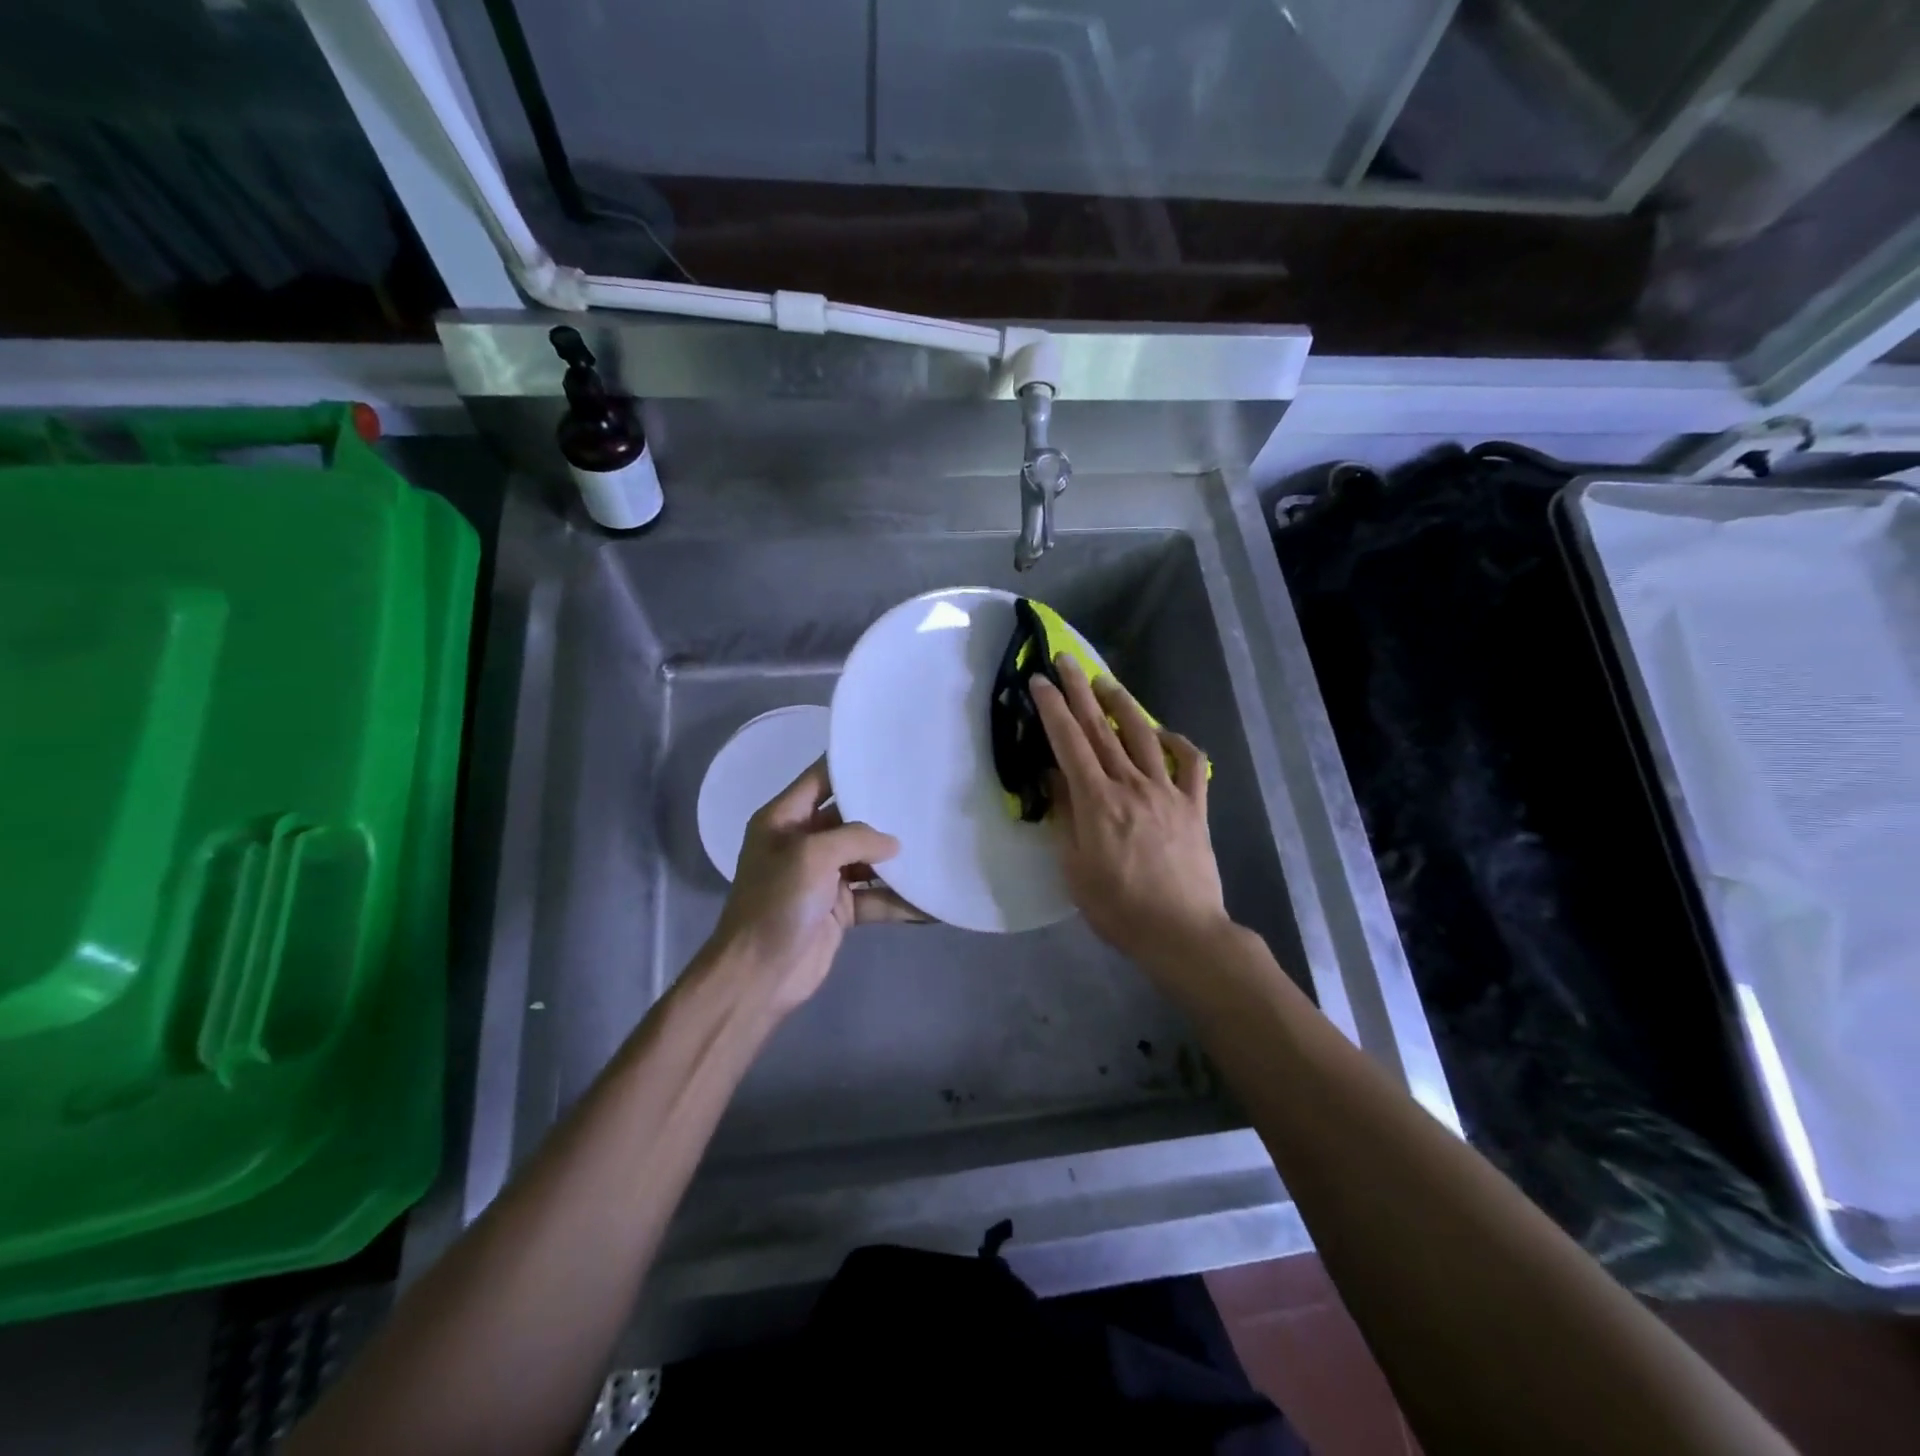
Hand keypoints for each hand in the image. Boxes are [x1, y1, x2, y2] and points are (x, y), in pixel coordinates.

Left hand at [705, 758, 920, 1014]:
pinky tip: (931, 901)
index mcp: (784, 820)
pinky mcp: (838, 910)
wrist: (758, 977)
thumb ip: (856, 838)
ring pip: (867, 860)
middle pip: (849, 819)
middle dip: (884, 814)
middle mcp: (803, 843)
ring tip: (937, 845)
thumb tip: (894, 844)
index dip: (850, 766)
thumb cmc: (776, 904)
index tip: (890, 754)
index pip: (819, 779)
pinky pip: (874, 897)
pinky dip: (899, 900)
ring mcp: (822, 878)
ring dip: (896, 860)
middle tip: (926, 799)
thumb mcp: (811, 856)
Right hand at [1030, 656, 1229, 965]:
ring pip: (1145, 736)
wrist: (1181, 932)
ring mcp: (1168, 792)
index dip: (1053, 709)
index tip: (1040, 682)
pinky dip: (1179, 742)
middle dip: (1080, 691)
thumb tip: (1055, 776)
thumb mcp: (1074, 867)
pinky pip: (1191, 764)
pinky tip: (1165, 733)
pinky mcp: (1194, 806)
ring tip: (1107, 683)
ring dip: (1124, 704)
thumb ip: (1065, 816)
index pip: (1070, 743)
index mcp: (1098, 801)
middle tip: (1067, 660)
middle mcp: (1132, 785)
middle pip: (1102, 728)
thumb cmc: (1117, 907)